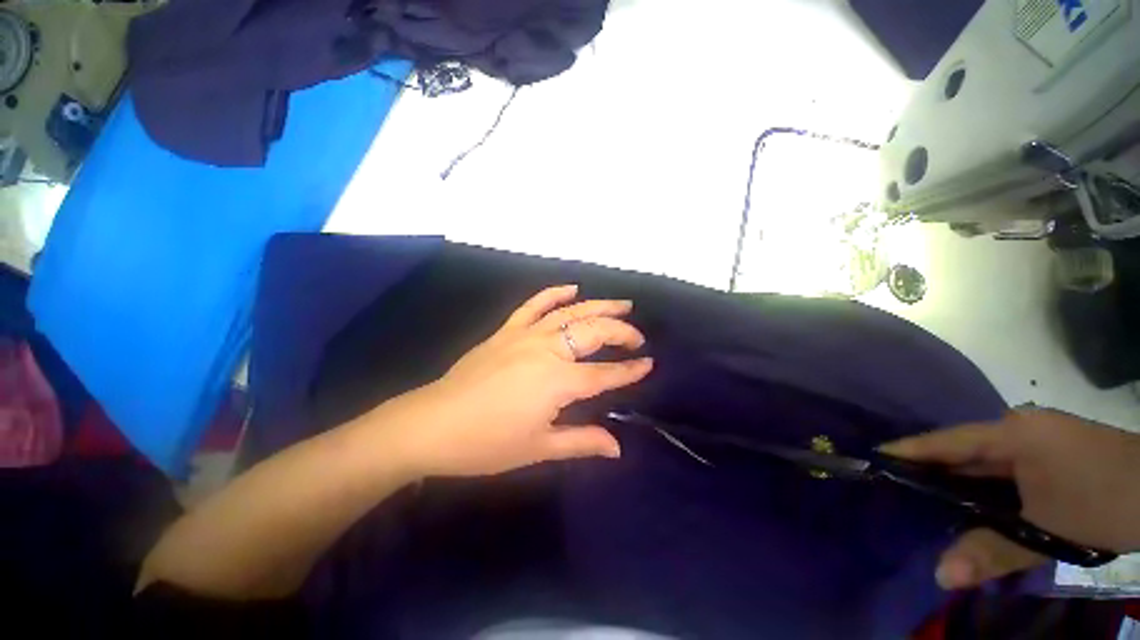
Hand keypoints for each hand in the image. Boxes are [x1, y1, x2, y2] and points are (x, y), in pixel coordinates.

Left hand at [387, 285, 652, 477]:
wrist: (432, 425)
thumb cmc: (487, 442)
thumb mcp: (539, 448)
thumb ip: (582, 442)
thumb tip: (617, 447)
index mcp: (558, 381)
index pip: (605, 374)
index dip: (630, 370)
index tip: (649, 364)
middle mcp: (548, 350)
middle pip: (594, 333)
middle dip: (621, 332)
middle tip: (638, 337)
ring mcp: (526, 335)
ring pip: (571, 312)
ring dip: (599, 306)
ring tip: (621, 305)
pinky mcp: (507, 331)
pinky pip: (534, 305)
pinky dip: (554, 293)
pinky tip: (572, 288)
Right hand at [881, 408, 1139, 588]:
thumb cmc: (1104, 501)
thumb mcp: (1049, 531)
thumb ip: (993, 551)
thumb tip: (940, 575)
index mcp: (1014, 433)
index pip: (947, 441)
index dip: (909, 450)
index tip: (873, 458)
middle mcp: (1021, 429)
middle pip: (965, 452)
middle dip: (932, 472)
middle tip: (896, 490)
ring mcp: (1041, 440)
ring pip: (988, 464)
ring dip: (962, 484)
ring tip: (929, 504)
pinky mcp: (1055, 455)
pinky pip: (1009, 470)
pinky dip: (989, 489)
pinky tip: (980, 508)